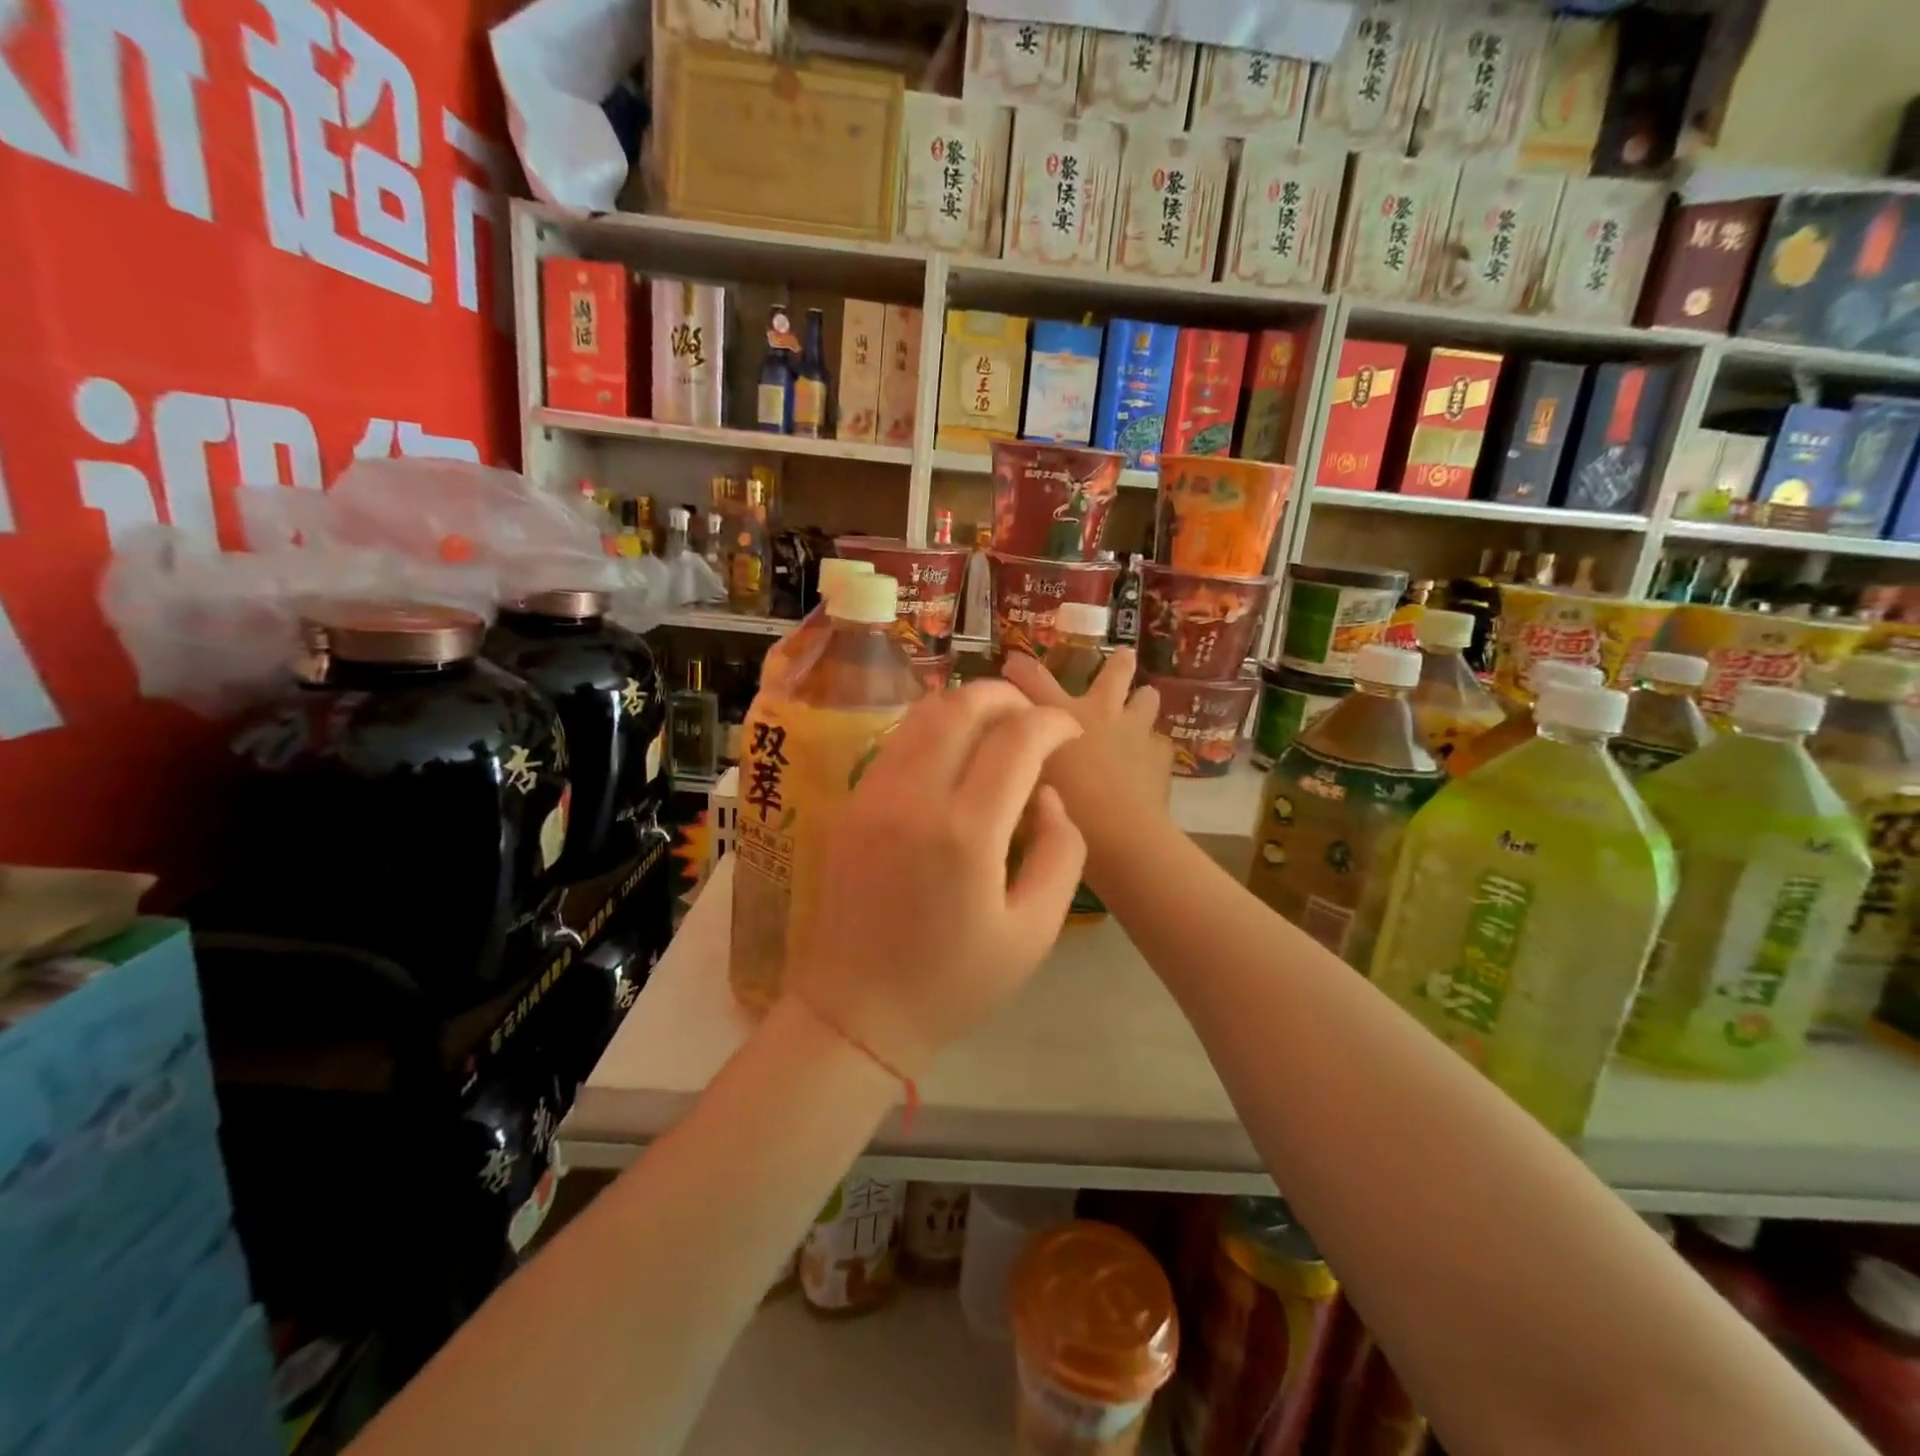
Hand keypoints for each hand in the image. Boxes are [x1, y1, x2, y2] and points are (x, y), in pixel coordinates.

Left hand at [785, 681, 1085, 1078]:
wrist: (855, 1013)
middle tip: (1033, 718)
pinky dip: (932, 731)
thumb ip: (1060, 852)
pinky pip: (896, 744)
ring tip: (997, 728)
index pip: (1016, 739)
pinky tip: (953, 757)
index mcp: (965, 833)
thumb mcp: (1034, 931)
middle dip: (1006, 697)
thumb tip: (1048, 796)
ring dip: (965, 707)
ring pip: (921, 716)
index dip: (1052, 723)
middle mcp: (912, 798)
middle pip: (960, 707)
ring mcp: (872, 796)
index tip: (1070, 734)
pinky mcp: (850, 804)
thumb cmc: (953, 982)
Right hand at [1002, 649, 1173, 848]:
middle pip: (1114, 675)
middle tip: (1125, 654)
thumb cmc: (1064, 805)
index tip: (1011, 663)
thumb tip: (1009, 754)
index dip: (1021, 669)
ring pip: (1146, 701)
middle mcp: (1101, 713)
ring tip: (1144, 699)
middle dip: (1118, 663)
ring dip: (1143, 700)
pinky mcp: (1160, 757)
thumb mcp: (1026, 782)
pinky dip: (1151, 748)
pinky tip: (1147, 761)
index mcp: (1061, 714)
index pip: (1034, 680)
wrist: (1120, 832)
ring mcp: (1135, 732)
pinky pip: (1158, 744)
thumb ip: (1020, 762)